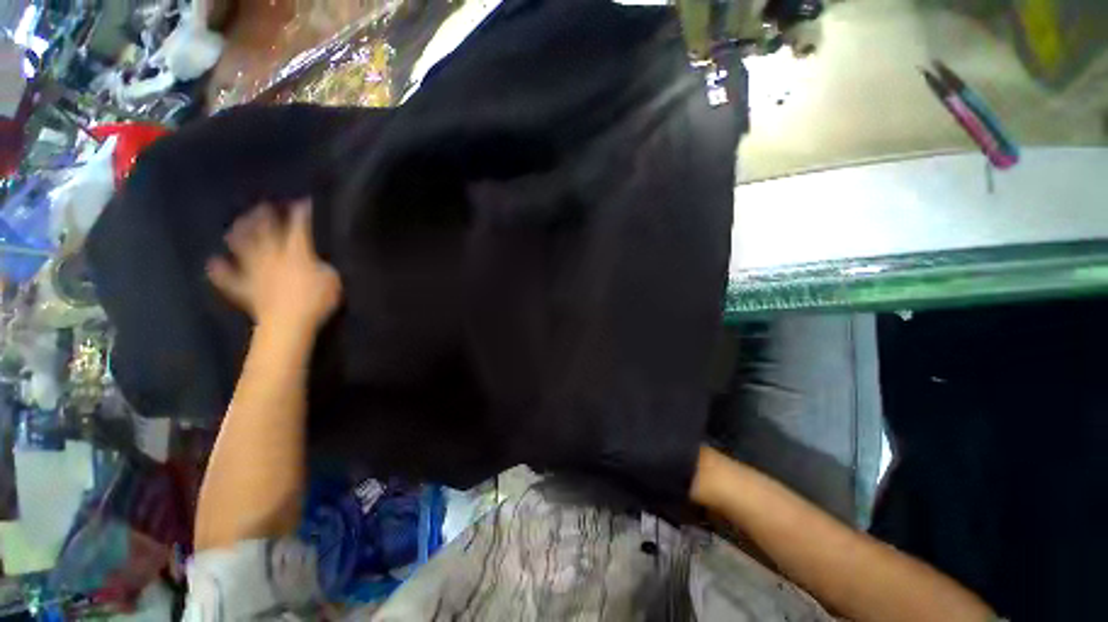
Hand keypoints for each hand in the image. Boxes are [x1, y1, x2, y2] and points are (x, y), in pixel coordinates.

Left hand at [207, 200, 340, 328]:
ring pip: (244, 248)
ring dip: (240, 235)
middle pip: (266, 232)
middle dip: (265, 217)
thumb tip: (318, 257)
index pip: (298, 228)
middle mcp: (272, 256)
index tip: (303, 202)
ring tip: (237, 224)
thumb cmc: (316, 300)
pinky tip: (214, 262)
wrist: (288, 323)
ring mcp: (255, 272)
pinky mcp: (246, 289)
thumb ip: (323, 265)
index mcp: (296, 253)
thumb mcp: (332, 280)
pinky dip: (221, 271)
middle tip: (264, 205)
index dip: (301, 214)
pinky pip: (230, 279)